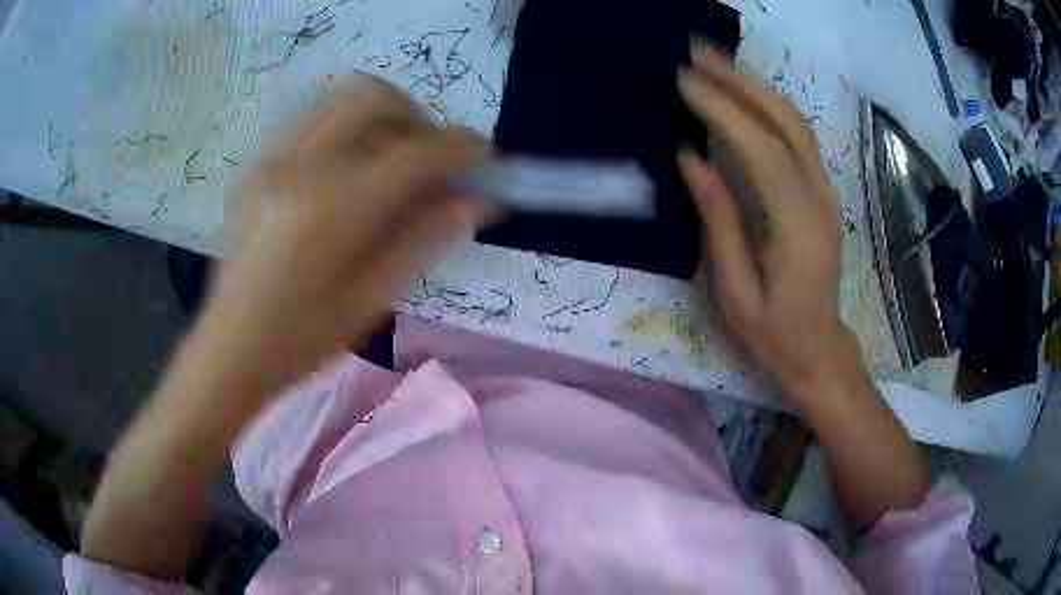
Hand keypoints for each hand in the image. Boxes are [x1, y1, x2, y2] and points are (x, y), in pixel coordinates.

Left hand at [201, 76, 487, 392]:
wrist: (230, 347)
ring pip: (342, 96)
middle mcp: (301, 168)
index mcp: (334, 212)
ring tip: (393, 157)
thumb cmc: (302, 340)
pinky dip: (347, 126)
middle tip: (431, 159)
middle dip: (420, 118)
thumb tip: (478, 199)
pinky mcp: (257, 163)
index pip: (417, 153)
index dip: (463, 149)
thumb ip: (427, 238)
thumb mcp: (373, 299)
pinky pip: (313, 117)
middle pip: (376, 98)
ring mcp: (272, 159)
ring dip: (383, 115)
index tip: (485, 160)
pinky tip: (350, 166)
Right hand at [678, 47, 858, 401]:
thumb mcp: (736, 291)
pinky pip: (798, 137)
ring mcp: (826, 192)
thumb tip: (691, 159)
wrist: (820, 348)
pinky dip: (770, 106)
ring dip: (756, 86)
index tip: (684, 80)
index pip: (761, 151)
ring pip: (795, 123)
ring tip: (715, 61)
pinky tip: (744, 93)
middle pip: (784, 123)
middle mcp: (820, 199)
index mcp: (798, 228)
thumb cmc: (774, 332)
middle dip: (739, 82)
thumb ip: (719, 222)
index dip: (722, 111)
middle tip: (696, 52)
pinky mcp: (823, 191)